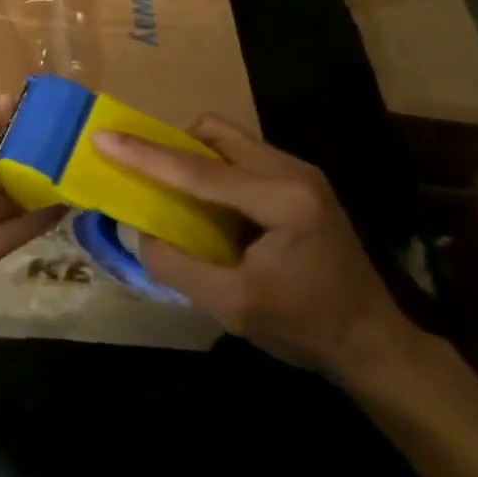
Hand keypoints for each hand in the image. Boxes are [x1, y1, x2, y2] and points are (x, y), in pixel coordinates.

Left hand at [0, 98, 64, 333]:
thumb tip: (10, 99)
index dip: (4, 125)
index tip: (43, 112)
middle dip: (25, 157)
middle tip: (70, 141)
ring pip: (5, 201)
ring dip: (36, 187)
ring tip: (77, 168)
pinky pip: (11, 234)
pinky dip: (36, 220)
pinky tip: (66, 204)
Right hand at [95, 118, 415, 383]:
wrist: (374, 344)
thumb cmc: (305, 327)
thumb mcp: (233, 307)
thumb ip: (177, 266)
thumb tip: (136, 230)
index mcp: (282, 200)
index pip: (199, 171)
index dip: (146, 155)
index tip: (103, 136)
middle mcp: (293, 171)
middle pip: (215, 133)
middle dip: (173, 146)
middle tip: (145, 174)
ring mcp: (300, 173)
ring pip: (229, 140)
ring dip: (194, 158)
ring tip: (175, 194)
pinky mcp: (301, 183)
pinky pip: (242, 157)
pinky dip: (214, 170)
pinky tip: (210, 207)